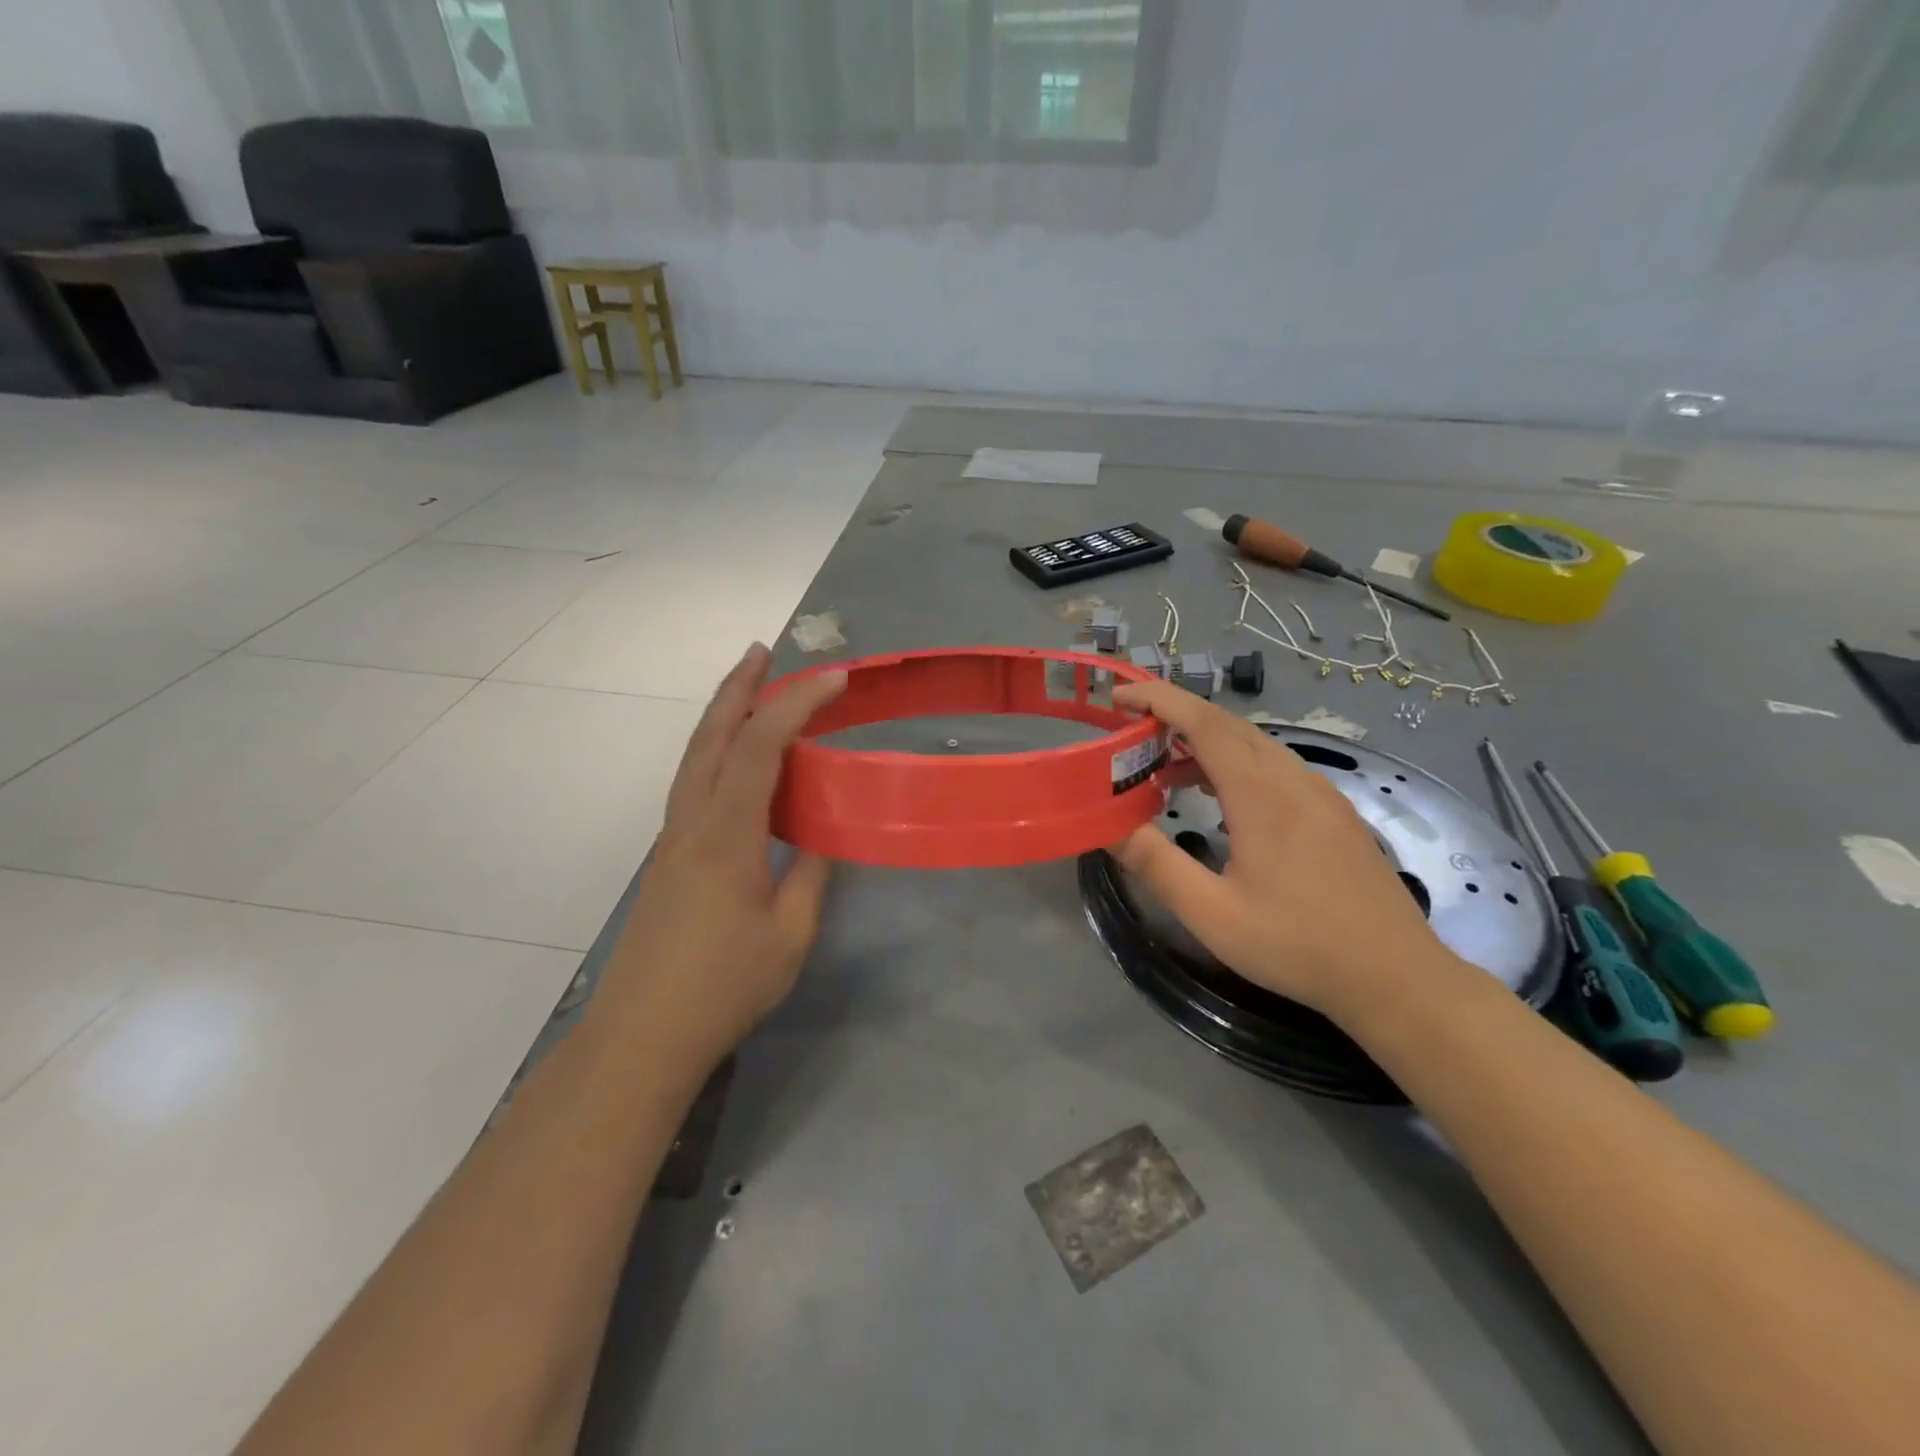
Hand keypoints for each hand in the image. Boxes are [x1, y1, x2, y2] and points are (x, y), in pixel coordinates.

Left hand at [600, 644, 845, 1063]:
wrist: (642, 1035)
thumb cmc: (724, 986)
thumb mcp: (791, 933)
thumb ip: (811, 874)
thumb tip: (821, 835)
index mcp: (726, 833)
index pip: (762, 745)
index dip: (797, 703)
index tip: (836, 677)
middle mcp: (691, 821)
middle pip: (711, 735)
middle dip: (738, 687)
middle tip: (763, 651)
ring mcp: (672, 838)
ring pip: (695, 756)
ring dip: (722, 714)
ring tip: (750, 688)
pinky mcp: (668, 857)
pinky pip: (694, 783)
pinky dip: (717, 751)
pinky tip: (736, 762)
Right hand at [1111, 680, 1452, 1025]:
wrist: (1397, 977)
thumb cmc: (1297, 946)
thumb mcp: (1211, 913)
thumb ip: (1156, 863)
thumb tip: (1107, 826)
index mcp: (1262, 796)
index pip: (1204, 723)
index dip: (1159, 700)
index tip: (1119, 695)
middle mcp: (1294, 780)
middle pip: (1228, 725)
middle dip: (1175, 714)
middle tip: (1130, 728)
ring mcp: (1320, 793)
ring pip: (1254, 745)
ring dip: (1204, 742)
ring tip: (1162, 767)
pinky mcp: (1334, 812)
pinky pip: (1275, 766)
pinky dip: (1234, 763)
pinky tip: (1218, 796)